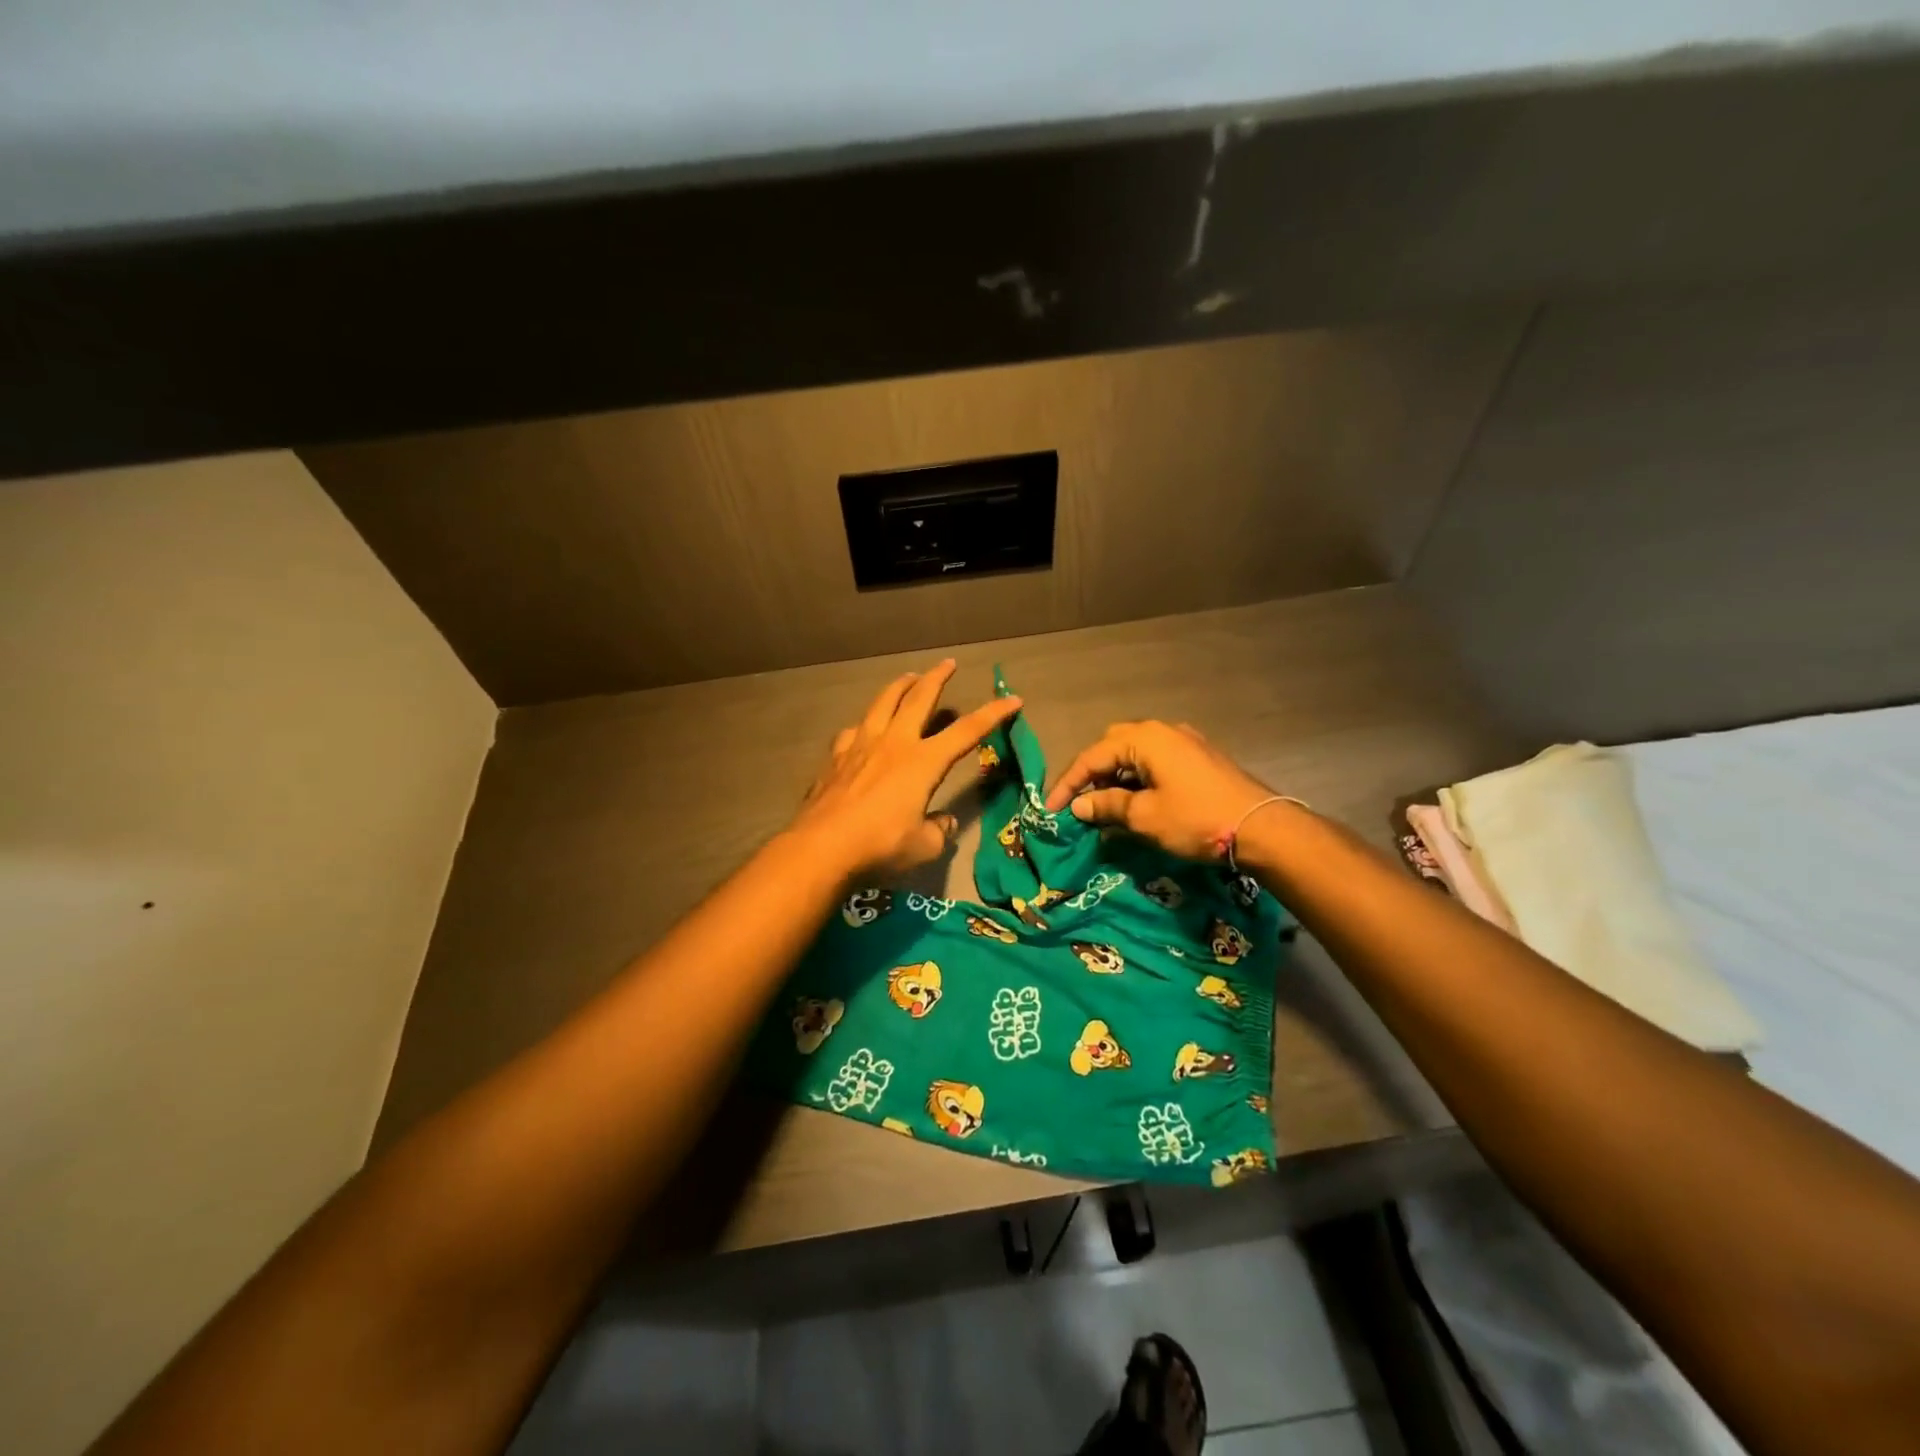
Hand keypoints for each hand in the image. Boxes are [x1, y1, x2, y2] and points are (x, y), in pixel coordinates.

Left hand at [790, 660, 1022, 884]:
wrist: (822, 847)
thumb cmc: (880, 846)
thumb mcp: (924, 847)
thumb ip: (939, 830)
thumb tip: (943, 822)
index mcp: (923, 762)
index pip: (967, 731)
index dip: (993, 714)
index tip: (1012, 699)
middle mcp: (894, 743)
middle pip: (919, 698)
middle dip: (937, 678)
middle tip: (948, 663)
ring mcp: (861, 745)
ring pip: (883, 702)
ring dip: (899, 686)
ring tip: (908, 678)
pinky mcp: (836, 757)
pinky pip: (853, 730)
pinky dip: (865, 724)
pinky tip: (863, 728)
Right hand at [1045, 720, 1278, 862]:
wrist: (1262, 827)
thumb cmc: (1196, 819)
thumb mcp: (1144, 817)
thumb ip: (1107, 806)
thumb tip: (1079, 806)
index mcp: (1144, 739)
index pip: (1092, 756)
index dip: (1068, 784)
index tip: (1052, 810)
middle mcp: (1162, 731)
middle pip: (1113, 746)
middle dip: (1092, 773)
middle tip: (1082, 804)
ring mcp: (1185, 742)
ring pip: (1136, 754)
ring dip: (1116, 777)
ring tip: (1107, 808)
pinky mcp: (1199, 758)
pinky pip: (1156, 761)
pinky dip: (1139, 779)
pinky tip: (1139, 803)